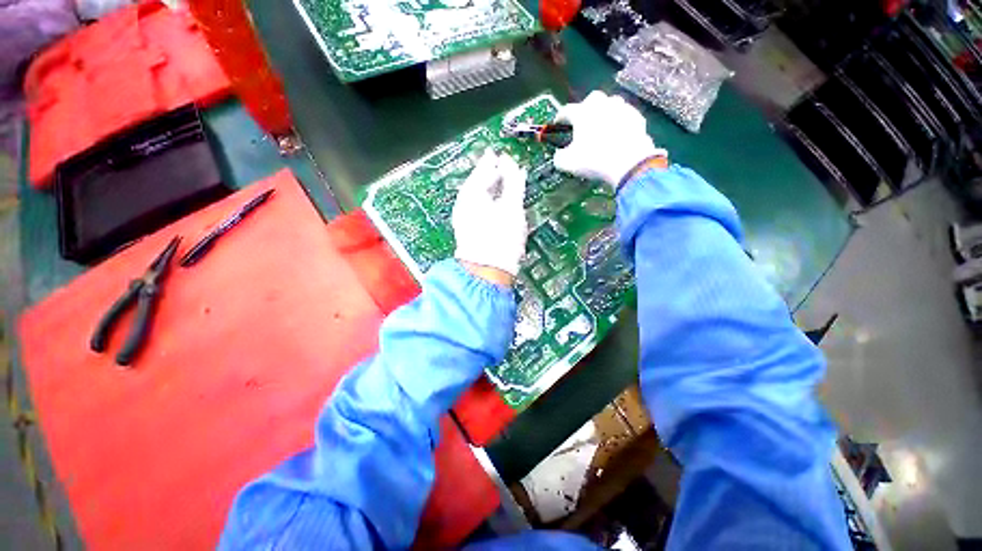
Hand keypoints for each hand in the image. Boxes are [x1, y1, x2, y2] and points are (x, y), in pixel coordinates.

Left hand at [452, 151, 527, 283]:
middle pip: (477, 183)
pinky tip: (496, 206)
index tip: (500, 154)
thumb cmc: (501, 238)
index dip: (492, 162)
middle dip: (490, 175)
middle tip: (502, 167)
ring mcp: (464, 219)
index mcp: (471, 194)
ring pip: (477, 197)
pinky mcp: (469, 231)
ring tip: (502, 184)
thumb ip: (512, 181)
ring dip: (490, 189)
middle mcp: (464, 204)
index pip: (482, 170)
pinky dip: (488, 203)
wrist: (487, 272)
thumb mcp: (511, 206)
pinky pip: (478, 209)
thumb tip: (509, 162)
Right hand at [553, 91, 660, 184]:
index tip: (558, 124)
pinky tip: (618, 134)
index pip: (566, 110)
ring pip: (610, 104)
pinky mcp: (636, 117)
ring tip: (601, 127)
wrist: (628, 163)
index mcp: (582, 113)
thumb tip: (559, 154)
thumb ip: (558, 157)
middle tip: (583, 124)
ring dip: (604, 112)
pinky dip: (619, 122)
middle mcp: (601, 104)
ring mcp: (621, 108)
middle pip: (591, 99)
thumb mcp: (568, 163)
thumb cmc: (594, 161)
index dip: (560, 117)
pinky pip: (624, 115)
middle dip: (585, 109)